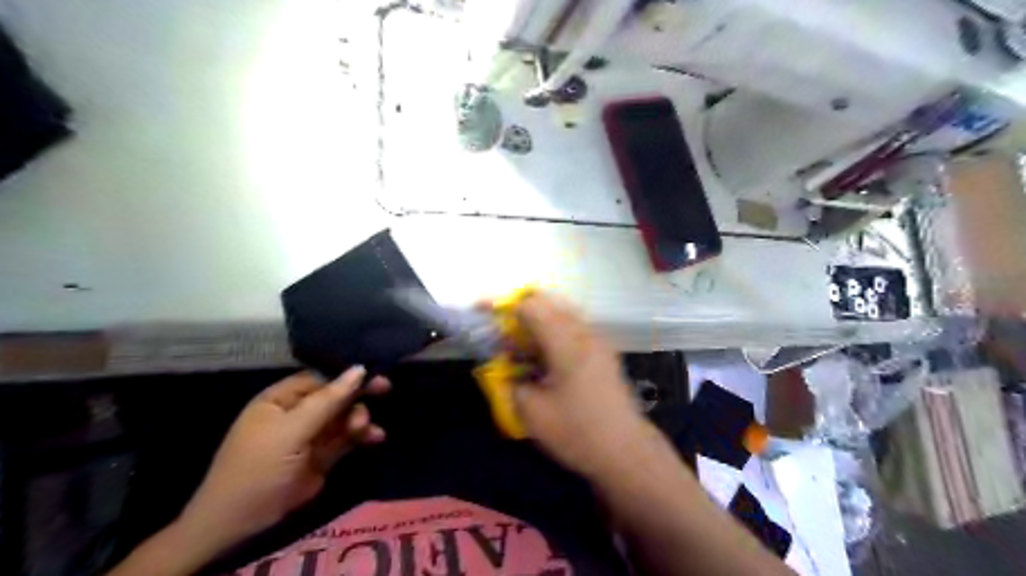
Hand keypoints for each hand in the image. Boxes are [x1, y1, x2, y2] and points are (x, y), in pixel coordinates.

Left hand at [172, 368, 387, 555]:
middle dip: (358, 395)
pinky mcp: (323, 456)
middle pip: (336, 395)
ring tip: (365, 429)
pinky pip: (347, 438)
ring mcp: (310, 435)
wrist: (241, 522)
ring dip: (360, 418)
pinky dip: (362, 436)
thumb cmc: (259, 466)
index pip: (319, 377)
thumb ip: (327, 400)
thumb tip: (359, 368)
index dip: (346, 374)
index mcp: (281, 399)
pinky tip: (376, 437)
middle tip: (385, 389)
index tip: (374, 372)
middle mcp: (297, 413)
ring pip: (344, 417)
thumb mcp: (291, 430)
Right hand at [513, 293, 646, 477]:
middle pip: (548, 303)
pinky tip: (542, 359)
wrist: (626, 452)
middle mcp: (584, 333)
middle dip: (519, 311)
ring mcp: (597, 342)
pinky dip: (551, 334)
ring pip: (561, 315)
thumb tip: (506, 367)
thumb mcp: (531, 412)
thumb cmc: (577, 432)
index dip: (503, 306)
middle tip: (501, 333)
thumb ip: (511, 381)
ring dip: (536, 323)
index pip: (530, 306)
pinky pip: (573, 330)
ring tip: (518, 347)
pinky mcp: (603, 354)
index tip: (481, 311)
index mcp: (566, 342)